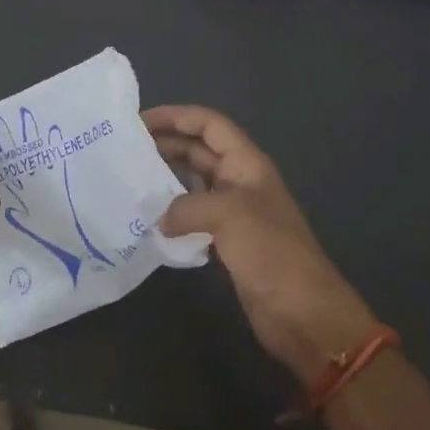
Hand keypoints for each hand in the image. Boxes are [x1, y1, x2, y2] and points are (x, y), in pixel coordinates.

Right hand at [143, 105, 379, 384]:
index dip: (176, 116)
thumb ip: (186, 206)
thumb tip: (158, 219)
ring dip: (166, 180)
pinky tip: (149, 222)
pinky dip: (173, 215)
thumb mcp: (228, 215)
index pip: (209, 124)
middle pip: (199, 150)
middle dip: (166, 144)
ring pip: (194, 184)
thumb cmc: (270, 251)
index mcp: (247, 163)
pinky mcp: (228, 242)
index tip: (139, 121)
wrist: (303, 312)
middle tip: (126, 151)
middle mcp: (240, 181)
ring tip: (131, 182)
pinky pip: (194, 217)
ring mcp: (235, 213)